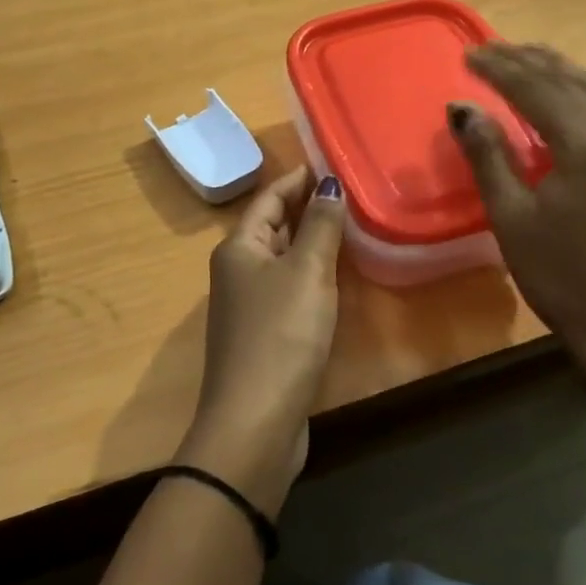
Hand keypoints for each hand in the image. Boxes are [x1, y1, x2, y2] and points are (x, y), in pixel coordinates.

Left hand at [180, 166, 346, 513]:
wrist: (255, 422)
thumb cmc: (280, 336)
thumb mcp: (306, 273)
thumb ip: (320, 227)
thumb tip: (329, 184)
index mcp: (239, 247)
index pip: (269, 198)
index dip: (297, 179)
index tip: (328, 162)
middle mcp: (238, 270)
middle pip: (271, 226)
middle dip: (305, 206)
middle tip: (347, 189)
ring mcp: (249, 304)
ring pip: (281, 257)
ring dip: (309, 239)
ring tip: (348, 223)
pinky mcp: (265, 334)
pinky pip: (289, 287)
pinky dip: (310, 272)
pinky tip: (335, 274)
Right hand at [449, 43, 585, 394]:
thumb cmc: (563, 276)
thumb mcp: (512, 217)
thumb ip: (488, 156)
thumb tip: (463, 108)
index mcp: (585, 145)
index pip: (537, 90)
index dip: (500, 69)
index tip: (467, 55)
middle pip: (569, 82)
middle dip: (528, 61)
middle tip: (490, 48)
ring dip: (556, 71)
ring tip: (525, 57)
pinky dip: (575, 93)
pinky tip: (560, 100)